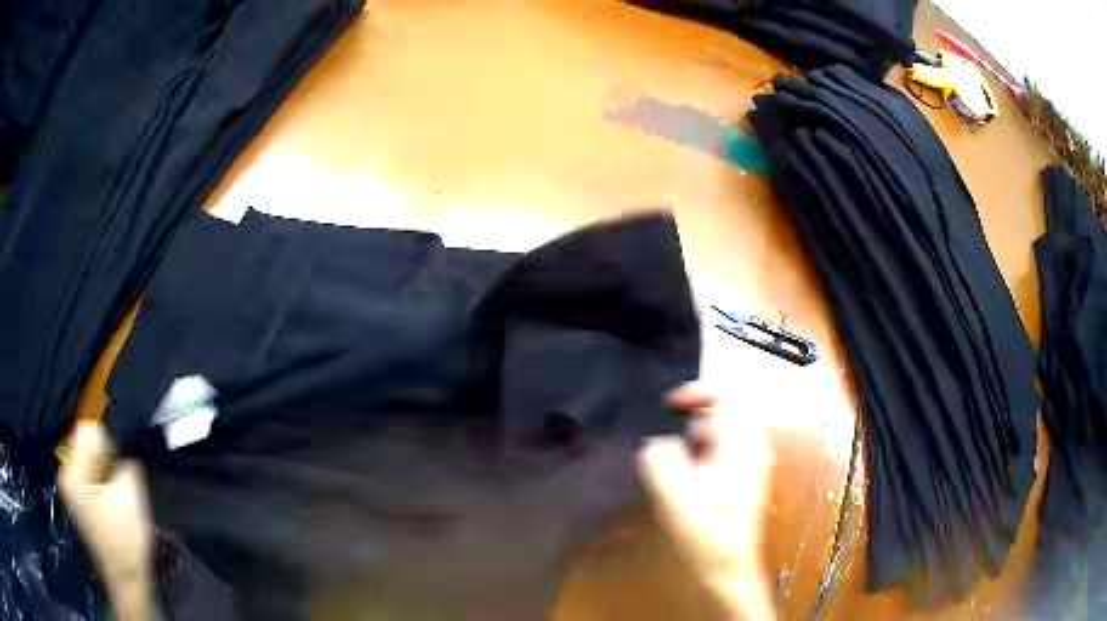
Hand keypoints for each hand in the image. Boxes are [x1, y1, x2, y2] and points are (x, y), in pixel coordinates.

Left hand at [60, 422, 152, 620]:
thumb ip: (124, 462)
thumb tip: (121, 453)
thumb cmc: (125, 538)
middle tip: (118, 485)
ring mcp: (70, 489)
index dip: (108, 445)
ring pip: (87, 460)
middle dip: (104, 459)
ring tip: (115, 497)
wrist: (125, 579)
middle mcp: (65, 474)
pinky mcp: (77, 501)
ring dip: (103, 471)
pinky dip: (100, 482)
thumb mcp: (128, 494)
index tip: (119, 469)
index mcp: (72, 471)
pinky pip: (88, 475)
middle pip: (84, 444)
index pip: (88, 431)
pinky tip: (111, 504)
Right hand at [638, 383, 775, 620]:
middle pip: (720, 412)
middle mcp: (753, 445)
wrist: (726, 568)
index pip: (722, 395)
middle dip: (688, 420)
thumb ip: (659, 453)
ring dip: (691, 439)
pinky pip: (720, 451)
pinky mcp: (744, 479)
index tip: (665, 406)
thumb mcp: (672, 489)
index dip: (691, 392)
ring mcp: (752, 462)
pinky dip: (699, 453)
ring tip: (669, 460)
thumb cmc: (703, 530)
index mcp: (742, 442)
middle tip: (662, 437)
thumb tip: (657, 439)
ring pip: (718, 433)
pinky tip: (683, 477)